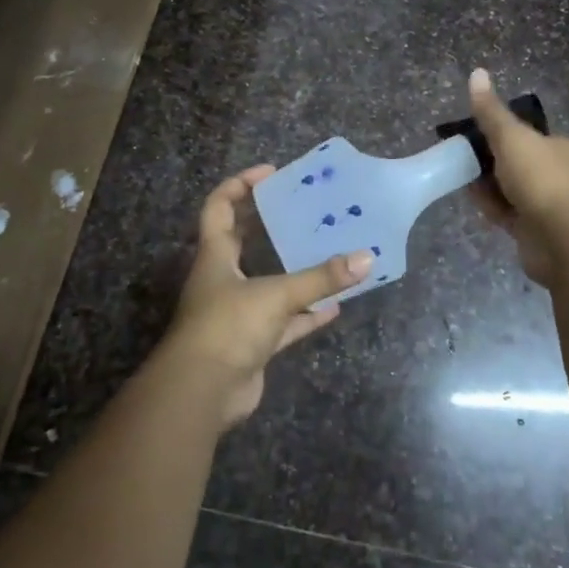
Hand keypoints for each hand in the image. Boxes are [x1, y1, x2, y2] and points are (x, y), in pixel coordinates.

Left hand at [163, 166, 371, 426]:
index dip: (240, 185)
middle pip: (242, 240)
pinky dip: (307, 315)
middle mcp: (223, 279)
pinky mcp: (252, 343)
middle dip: (268, 222)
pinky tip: (335, 308)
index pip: (219, 207)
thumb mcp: (276, 295)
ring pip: (268, 282)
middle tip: (302, 207)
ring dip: (294, 270)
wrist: (201, 394)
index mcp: (215, 256)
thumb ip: (320, 279)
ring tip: (326, 251)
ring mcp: (237, 313)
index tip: (271, 173)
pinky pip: (285, 321)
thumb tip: (367, 258)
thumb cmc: (228, 327)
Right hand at [467, 69, 568, 286]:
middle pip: (518, 162)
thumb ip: (491, 111)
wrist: (564, 240)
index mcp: (562, 147)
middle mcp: (561, 174)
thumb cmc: (541, 180)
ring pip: (512, 189)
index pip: (528, 135)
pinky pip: (509, 213)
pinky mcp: (537, 231)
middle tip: (462, 158)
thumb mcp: (511, 137)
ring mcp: (550, 205)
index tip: (473, 134)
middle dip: (491, 161)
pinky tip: (473, 201)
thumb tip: (477, 72)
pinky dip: (492, 207)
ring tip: (461, 178)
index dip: (500, 133)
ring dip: (489, 185)